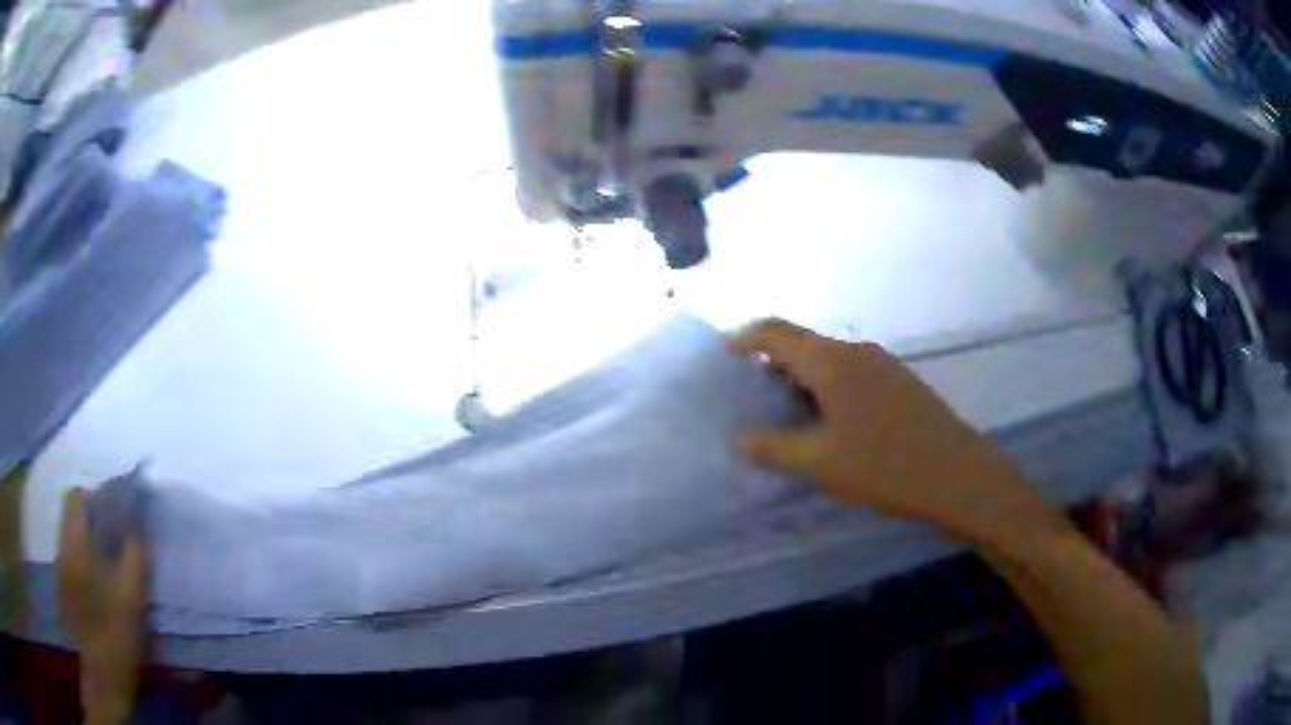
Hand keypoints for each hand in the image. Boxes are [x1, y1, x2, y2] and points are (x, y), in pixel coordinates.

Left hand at [57, 489, 147, 724]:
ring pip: (69, 531)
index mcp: (75, 548)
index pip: (77, 498)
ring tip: (107, 561)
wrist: (103, 677)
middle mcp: (63, 549)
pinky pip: (69, 551)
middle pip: (71, 511)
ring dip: (86, 535)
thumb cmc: (117, 640)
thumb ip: (133, 559)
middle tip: (114, 537)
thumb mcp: (131, 603)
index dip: (96, 499)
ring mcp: (60, 567)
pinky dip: (82, 554)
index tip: (116, 514)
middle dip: (91, 515)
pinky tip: (96, 581)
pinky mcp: (62, 583)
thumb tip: (137, 524)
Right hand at [730, 319, 1064, 547]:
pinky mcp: (899, 382)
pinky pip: (850, 372)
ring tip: (784, 413)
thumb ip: (773, 447)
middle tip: (750, 395)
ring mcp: (882, 364)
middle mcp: (855, 351)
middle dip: (771, 362)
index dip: (745, 338)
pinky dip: (827, 387)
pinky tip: (828, 422)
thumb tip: (736, 439)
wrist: (958, 474)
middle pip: (802, 343)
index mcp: (831, 362)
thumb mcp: (820, 462)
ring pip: (828, 359)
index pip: (775, 332)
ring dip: (801, 377)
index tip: (724, 355)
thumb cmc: (884, 466)